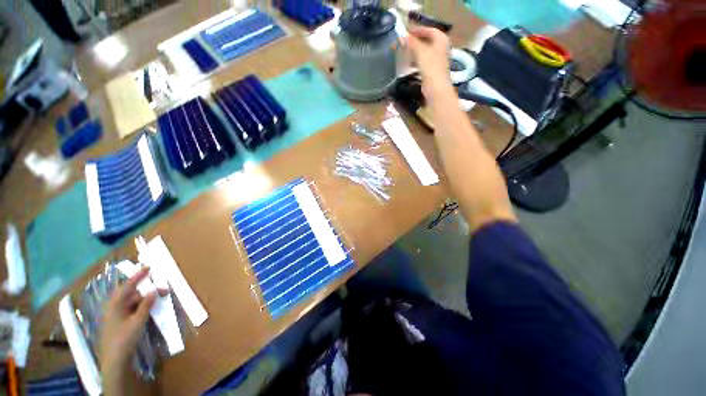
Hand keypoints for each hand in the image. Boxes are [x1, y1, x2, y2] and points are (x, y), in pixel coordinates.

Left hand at [100, 267, 155, 383]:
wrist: (115, 360)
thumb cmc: (124, 338)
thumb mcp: (138, 321)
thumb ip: (146, 305)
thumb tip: (153, 291)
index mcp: (115, 304)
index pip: (127, 285)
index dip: (138, 276)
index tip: (149, 267)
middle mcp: (114, 307)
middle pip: (132, 294)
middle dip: (147, 291)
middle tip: (164, 291)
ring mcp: (115, 315)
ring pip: (132, 302)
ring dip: (145, 300)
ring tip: (159, 301)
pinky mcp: (119, 322)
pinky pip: (131, 310)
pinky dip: (141, 307)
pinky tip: (149, 310)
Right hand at [405, 27, 452, 98]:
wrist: (436, 88)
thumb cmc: (431, 67)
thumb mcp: (420, 52)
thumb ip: (411, 43)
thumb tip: (401, 36)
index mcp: (441, 39)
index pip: (429, 30)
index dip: (417, 30)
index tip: (406, 33)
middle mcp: (441, 47)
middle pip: (427, 40)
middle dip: (415, 41)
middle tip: (404, 42)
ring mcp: (438, 59)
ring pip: (425, 51)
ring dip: (415, 51)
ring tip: (404, 52)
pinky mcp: (433, 70)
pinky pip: (424, 61)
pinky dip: (416, 60)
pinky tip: (409, 64)